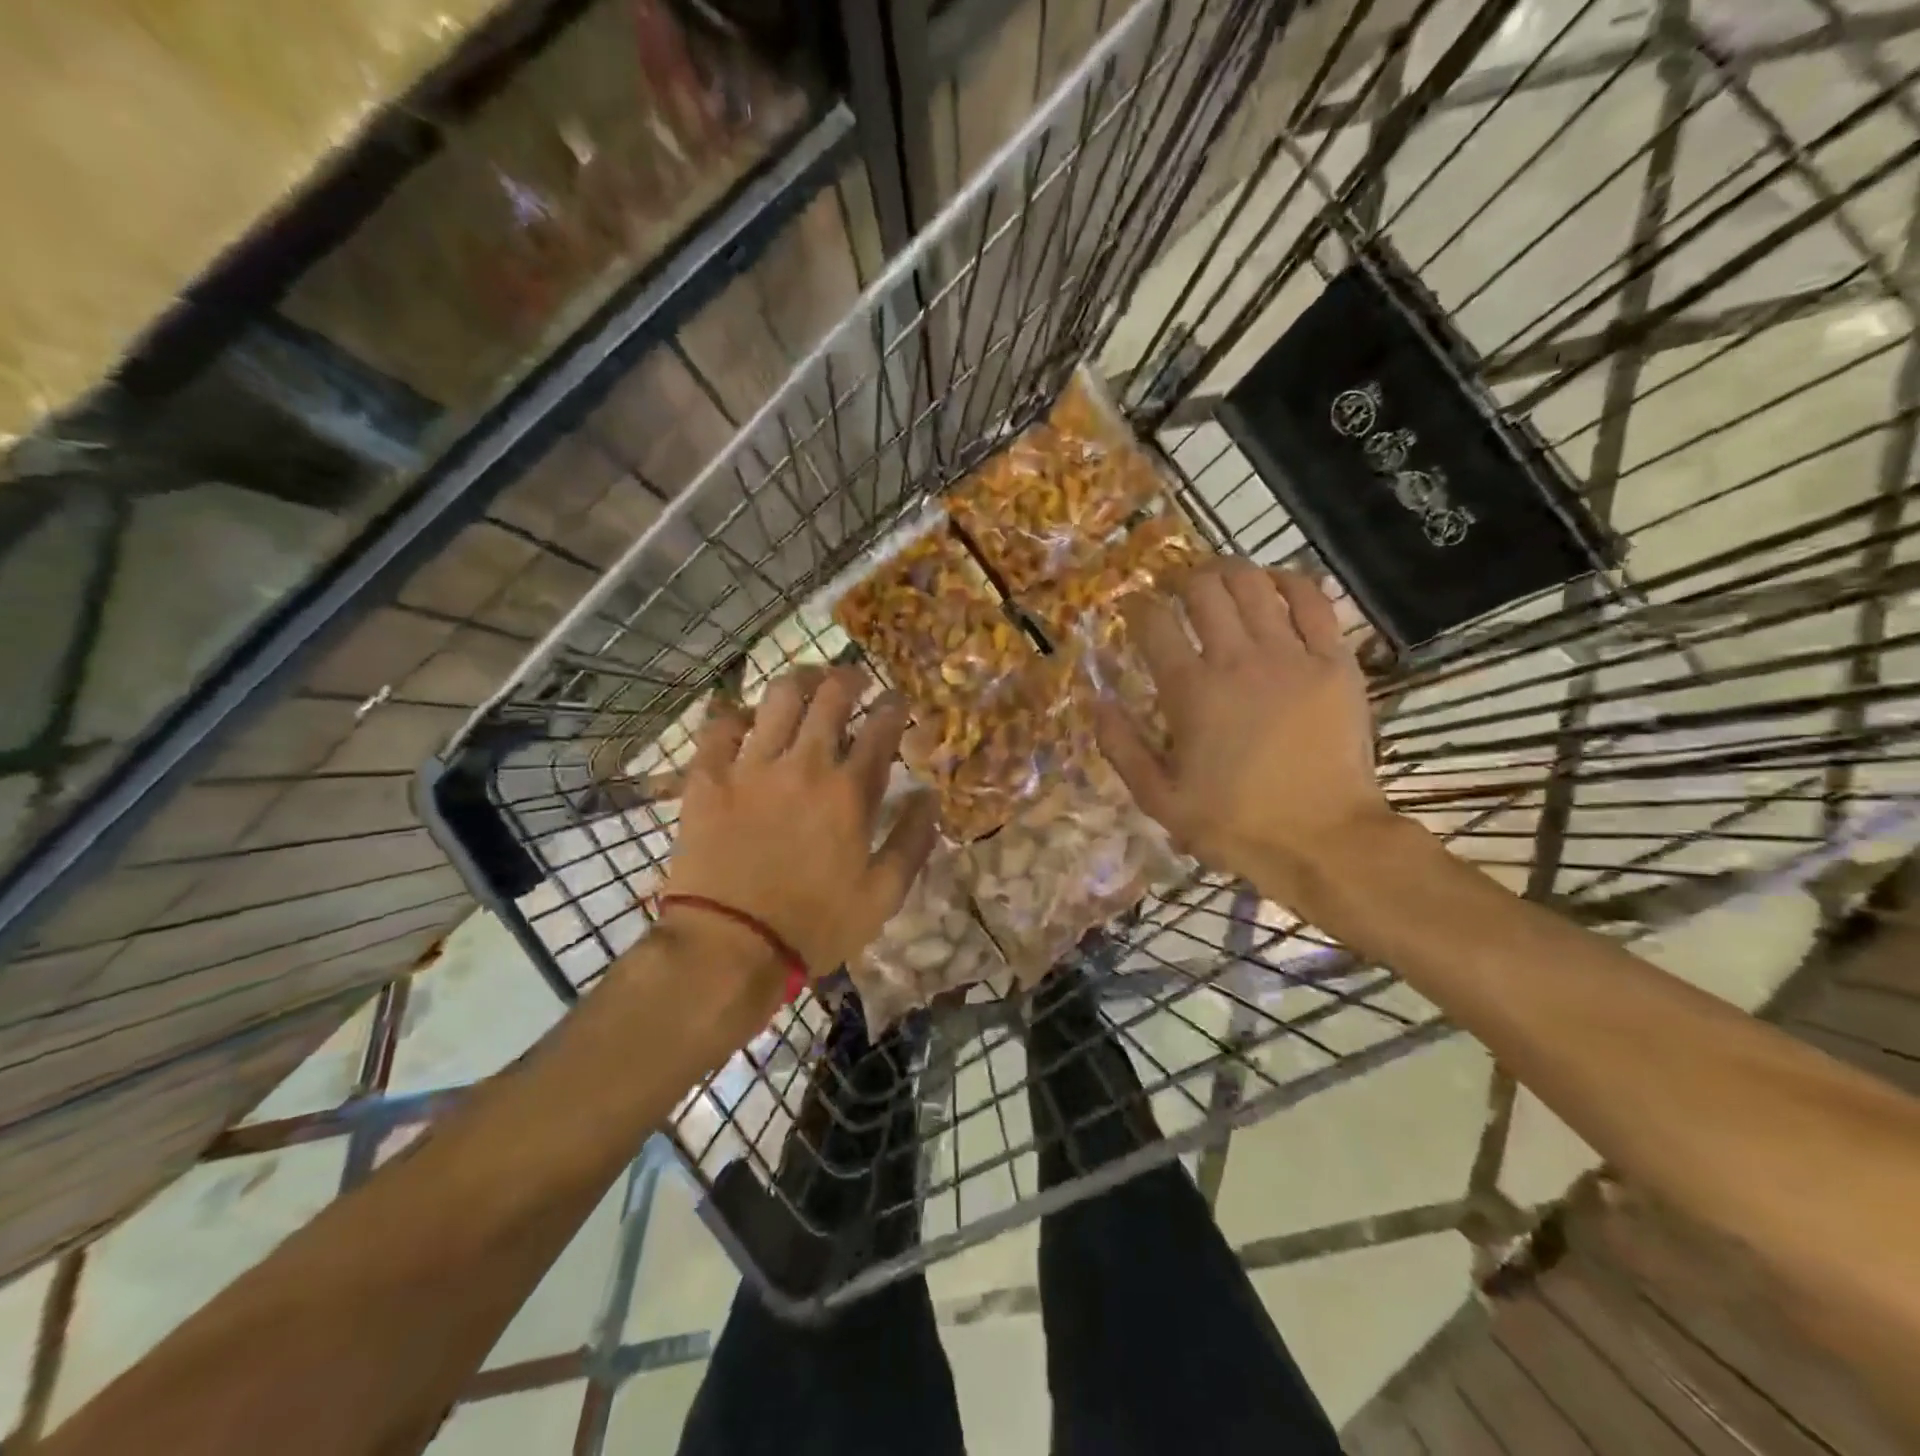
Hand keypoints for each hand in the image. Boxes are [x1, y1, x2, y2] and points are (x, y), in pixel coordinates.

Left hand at [662, 666, 938, 980]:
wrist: (729, 947)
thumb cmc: (815, 926)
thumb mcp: (883, 896)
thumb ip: (912, 840)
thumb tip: (930, 796)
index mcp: (850, 791)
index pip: (881, 727)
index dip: (893, 706)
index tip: (896, 700)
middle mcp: (804, 764)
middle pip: (831, 696)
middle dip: (848, 677)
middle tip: (853, 679)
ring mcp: (752, 767)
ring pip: (778, 698)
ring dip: (799, 680)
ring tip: (807, 682)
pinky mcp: (708, 779)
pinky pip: (718, 727)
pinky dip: (733, 715)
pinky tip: (743, 719)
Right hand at [1092, 560, 1394, 899]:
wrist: (1325, 840)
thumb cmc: (1235, 823)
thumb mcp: (1159, 799)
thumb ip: (1122, 747)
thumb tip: (1096, 702)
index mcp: (1190, 691)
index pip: (1153, 623)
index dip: (1137, 606)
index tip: (1133, 608)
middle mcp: (1237, 659)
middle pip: (1203, 589)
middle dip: (1182, 579)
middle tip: (1175, 589)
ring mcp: (1291, 655)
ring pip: (1254, 584)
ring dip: (1229, 571)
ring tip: (1218, 578)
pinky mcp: (1335, 662)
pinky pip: (1312, 600)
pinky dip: (1289, 582)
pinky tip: (1274, 584)